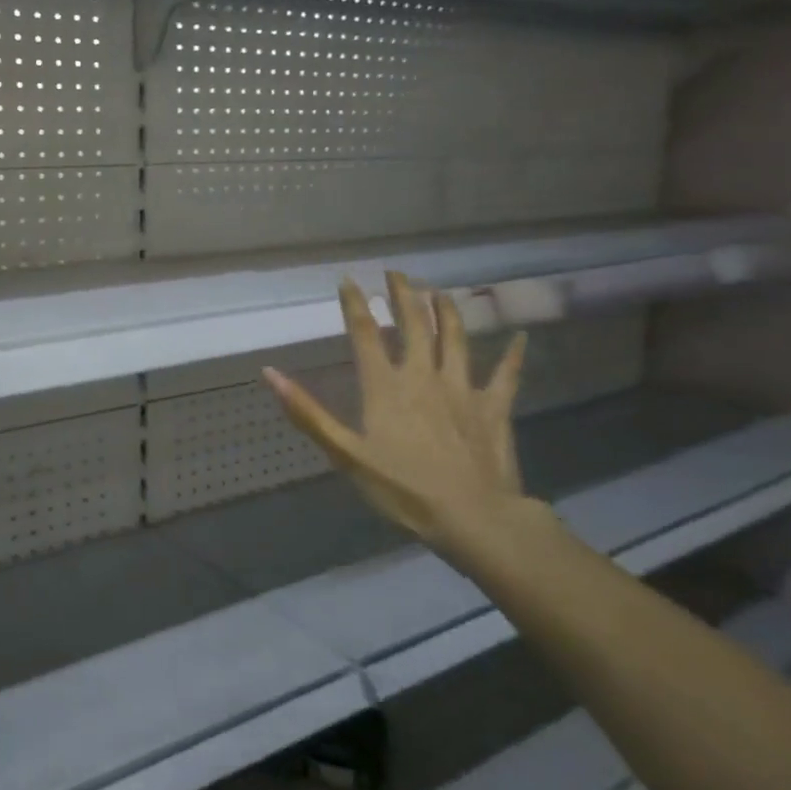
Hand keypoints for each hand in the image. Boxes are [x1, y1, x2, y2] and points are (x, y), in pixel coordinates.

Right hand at [264, 270, 527, 553]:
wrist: (473, 517)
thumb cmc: (402, 488)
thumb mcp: (344, 454)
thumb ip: (308, 412)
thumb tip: (270, 374)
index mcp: (385, 386)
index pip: (364, 333)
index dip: (355, 304)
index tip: (349, 280)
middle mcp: (423, 376)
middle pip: (414, 325)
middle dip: (403, 294)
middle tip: (396, 272)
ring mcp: (463, 388)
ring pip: (456, 338)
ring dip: (447, 310)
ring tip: (438, 290)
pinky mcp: (493, 407)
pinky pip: (506, 375)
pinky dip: (513, 354)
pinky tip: (520, 337)